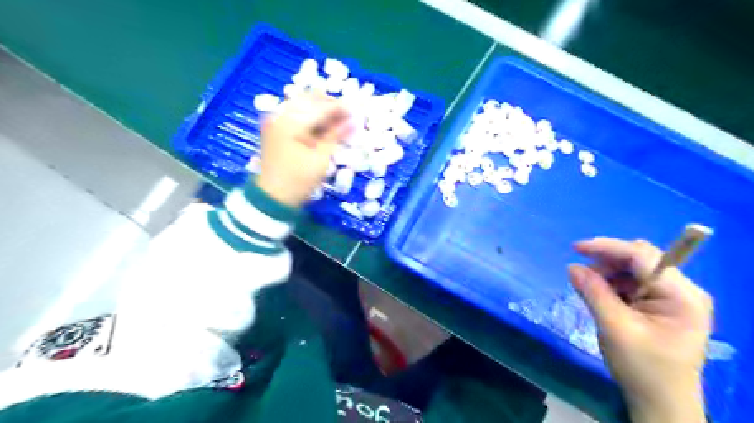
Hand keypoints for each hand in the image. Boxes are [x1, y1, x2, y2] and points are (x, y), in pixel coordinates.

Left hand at [255, 92, 350, 207]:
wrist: (272, 198)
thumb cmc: (298, 181)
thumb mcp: (320, 158)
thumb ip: (336, 135)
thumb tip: (354, 121)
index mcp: (291, 122)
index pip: (320, 106)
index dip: (341, 108)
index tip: (358, 111)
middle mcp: (280, 115)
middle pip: (309, 99)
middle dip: (330, 105)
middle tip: (348, 117)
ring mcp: (276, 121)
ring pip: (303, 105)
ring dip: (321, 110)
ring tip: (338, 123)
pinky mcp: (276, 129)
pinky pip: (296, 114)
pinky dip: (311, 117)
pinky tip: (324, 127)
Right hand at [569, 239, 710, 422]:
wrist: (660, 401)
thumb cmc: (642, 367)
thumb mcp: (614, 327)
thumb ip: (593, 293)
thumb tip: (572, 267)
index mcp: (681, 295)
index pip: (642, 256)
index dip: (606, 247)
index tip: (575, 248)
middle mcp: (682, 290)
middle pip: (639, 259)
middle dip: (607, 262)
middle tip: (581, 274)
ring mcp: (674, 297)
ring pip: (633, 270)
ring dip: (608, 274)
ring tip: (590, 290)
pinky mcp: (663, 305)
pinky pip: (633, 283)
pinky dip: (613, 285)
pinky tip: (602, 297)